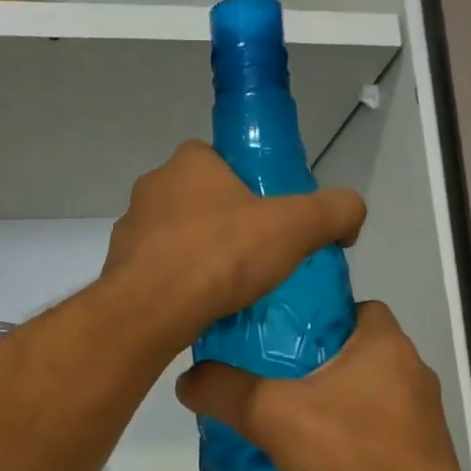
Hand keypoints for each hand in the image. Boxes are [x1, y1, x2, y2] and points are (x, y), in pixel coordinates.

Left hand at [100, 142, 365, 351]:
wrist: (154, 309)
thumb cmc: (223, 255)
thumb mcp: (296, 228)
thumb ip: (334, 212)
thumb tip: (352, 213)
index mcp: (189, 163)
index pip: (221, 161)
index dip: (247, 185)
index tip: (267, 218)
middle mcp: (153, 187)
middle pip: (199, 200)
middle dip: (224, 224)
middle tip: (254, 257)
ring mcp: (130, 228)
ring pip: (175, 237)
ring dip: (199, 256)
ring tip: (229, 289)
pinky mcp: (119, 268)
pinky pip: (158, 271)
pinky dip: (178, 285)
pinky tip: (200, 308)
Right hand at [174, 301, 470, 470]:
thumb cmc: (354, 455)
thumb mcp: (274, 416)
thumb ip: (227, 391)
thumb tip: (187, 379)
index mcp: (386, 343)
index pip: (354, 306)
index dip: (316, 317)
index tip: (279, 340)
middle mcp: (411, 370)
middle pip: (354, 352)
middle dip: (315, 366)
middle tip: (270, 382)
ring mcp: (420, 415)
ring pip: (365, 394)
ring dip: (332, 405)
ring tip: (287, 424)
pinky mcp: (421, 453)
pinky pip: (375, 431)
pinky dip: (349, 439)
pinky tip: (319, 462)